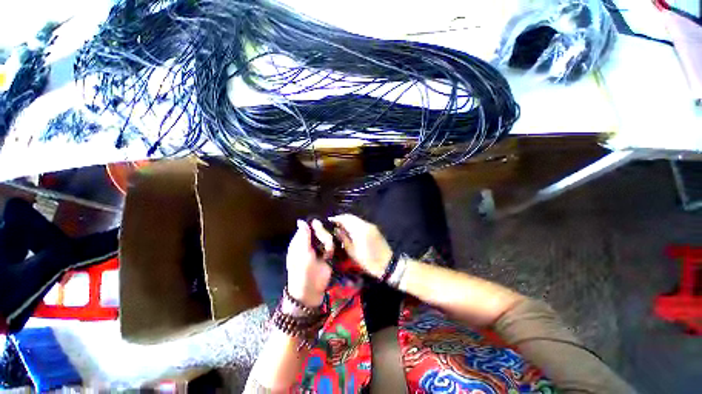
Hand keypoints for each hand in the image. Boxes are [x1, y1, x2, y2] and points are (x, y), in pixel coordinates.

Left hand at [286, 220, 333, 306]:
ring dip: (328, 244)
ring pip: (327, 237)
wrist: (311, 290)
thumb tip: (301, 220)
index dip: (316, 225)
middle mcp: (310, 243)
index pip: (309, 226)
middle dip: (324, 236)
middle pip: (320, 230)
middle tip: (323, 245)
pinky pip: (331, 246)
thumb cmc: (302, 270)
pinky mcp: (327, 255)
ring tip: (325, 254)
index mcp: (300, 241)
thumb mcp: (301, 252)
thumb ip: (304, 235)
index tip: (320, 225)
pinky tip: (328, 257)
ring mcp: (319, 249)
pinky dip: (331, 250)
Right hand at [329, 214, 392, 278]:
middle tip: (334, 223)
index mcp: (360, 229)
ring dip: (348, 221)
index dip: (337, 218)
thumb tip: (337, 229)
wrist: (387, 264)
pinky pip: (361, 223)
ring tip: (340, 227)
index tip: (330, 220)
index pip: (346, 218)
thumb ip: (344, 238)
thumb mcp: (352, 252)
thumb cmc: (368, 261)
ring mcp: (371, 226)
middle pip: (351, 217)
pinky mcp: (374, 229)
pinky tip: (350, 230)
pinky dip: (354, 224)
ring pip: (357, 219)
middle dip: (342, 218)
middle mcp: (366, 224)